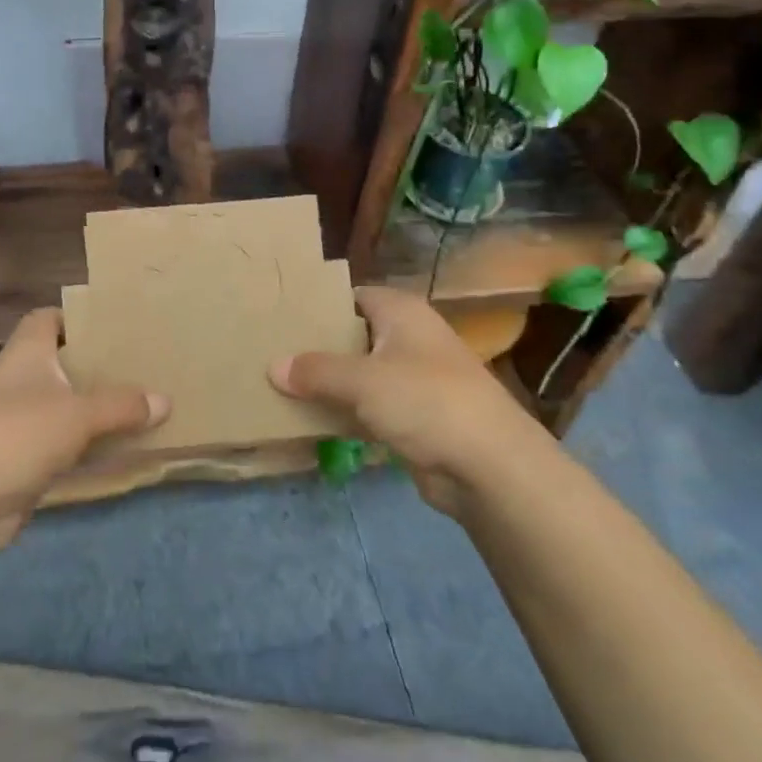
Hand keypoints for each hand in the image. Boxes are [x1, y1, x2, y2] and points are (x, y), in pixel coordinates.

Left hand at [0, 309, 166, 548]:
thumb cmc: (15, 436)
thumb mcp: (77, 415)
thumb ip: (122, 406)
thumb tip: (165, 400)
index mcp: (25, 354)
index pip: (46, 319)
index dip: (75, 317)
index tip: (113, 324)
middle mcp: (17, 382)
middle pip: (60, 364)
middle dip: (96, 366)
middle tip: (141, 366)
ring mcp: (14, 423)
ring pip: (62, 407)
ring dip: (93, 410)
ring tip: (140, 406)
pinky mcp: (17, 462)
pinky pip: (60, 445)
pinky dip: (84, 447)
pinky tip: (116, 450)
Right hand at [271, 287, 549, 515]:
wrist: (488, 465)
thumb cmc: (425, 401)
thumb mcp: (362, 380)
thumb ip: (315, 371)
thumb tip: (273, 366)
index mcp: (402, 313)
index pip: (354, 296)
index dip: (320, 304)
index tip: (282, 316)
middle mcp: (409, 339)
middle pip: (354, 336)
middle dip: (318, 347)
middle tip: (272, 352)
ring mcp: (414, 380)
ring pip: (361, 375)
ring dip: (329, 384)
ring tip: (281, 386)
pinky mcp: (415, 418)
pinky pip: (370, 408)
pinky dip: (345, 414)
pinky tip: (311, 421)